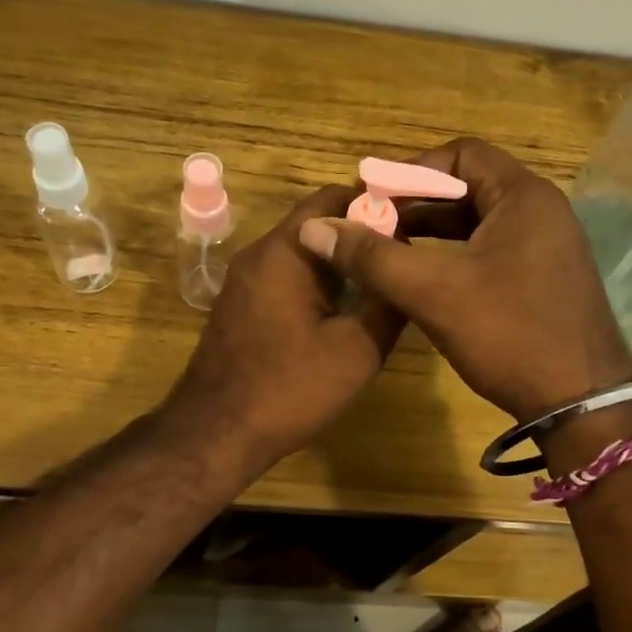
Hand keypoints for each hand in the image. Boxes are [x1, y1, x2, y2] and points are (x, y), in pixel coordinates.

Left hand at [165, 185, 403, 470]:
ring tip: (384, 278)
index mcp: (285, 251)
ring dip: (341, 257)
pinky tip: (347, 305)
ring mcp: (246, 279)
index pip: (333, 197)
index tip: (415, 220)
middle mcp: (260, 253)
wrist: (216, 433)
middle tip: (405, 253)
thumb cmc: (289, 389)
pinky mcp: (243, 303)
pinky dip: (319, 278)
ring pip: (303, 250)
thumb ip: (388, 302)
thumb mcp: (357, 349)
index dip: (377, 202)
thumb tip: (407, 268)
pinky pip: (288, 274)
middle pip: (318, 221)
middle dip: (362, 232)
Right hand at [297, 138, 631, 422]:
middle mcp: (541, 210)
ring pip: (479, 220)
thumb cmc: (510, 334)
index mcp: (523, 196)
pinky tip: (424, 275)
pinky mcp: (545, 276)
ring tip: (388, 246)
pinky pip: (492, 247)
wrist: (582, 404)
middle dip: (416, 202)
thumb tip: (315, 228)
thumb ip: (373, 257)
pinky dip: (455, 252)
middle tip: (372, 223)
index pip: (460, 156)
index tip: (372, 196)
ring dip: (433, 228)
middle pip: (469, 186)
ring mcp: (547, 245)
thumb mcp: (434, 293)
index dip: (411, 170)